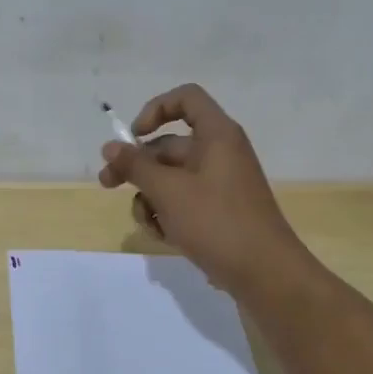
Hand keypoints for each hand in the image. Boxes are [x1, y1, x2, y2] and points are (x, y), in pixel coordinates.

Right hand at [98, 84, 313, 296]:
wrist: (265, 275)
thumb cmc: (217, 222)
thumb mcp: (168, 191)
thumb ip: (135, 166)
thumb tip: (110, 147)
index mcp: (217, 135)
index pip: (185, 98)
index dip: (155, 109)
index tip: (134, 136)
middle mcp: (220, 153)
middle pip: (169, 145)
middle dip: (137, 166)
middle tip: (106, 184)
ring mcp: (220, 184)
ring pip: (172, 178)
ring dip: (151, 197)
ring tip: (148, 223)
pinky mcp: (219, 212)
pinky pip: (184, 202)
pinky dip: (168, 215)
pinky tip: (164, 237)